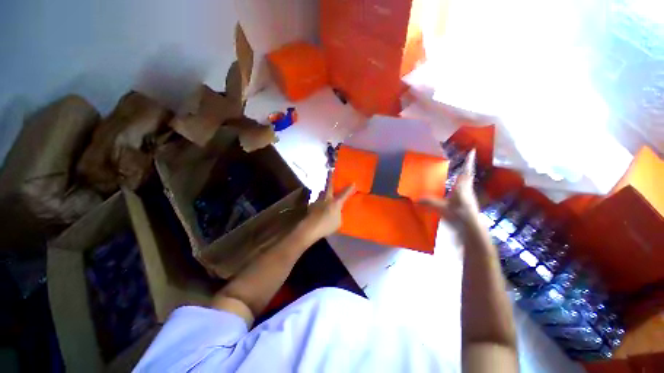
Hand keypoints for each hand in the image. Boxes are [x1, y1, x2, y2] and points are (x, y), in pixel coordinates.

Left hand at [301, 172, 355, 240]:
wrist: (310, 228)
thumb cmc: (327, 225)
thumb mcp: (338, 222)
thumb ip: (339, 215)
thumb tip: (337, 212)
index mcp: (336, 202)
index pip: (344, 193)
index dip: (349, 188)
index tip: (353, 183)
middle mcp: (327, 199)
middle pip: (329, 186)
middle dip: (330, 177)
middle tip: (330, 170)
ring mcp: (318, 201)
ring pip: (321, 192)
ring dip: (324, 191)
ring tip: (324, 191)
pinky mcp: (311, 205)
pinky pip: (317, 200)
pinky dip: (319, 201)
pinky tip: (319, 206)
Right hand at [421, 149, 480, 233]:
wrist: (472, 228)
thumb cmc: (459, 214)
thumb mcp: (441, 207)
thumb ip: (429, 202)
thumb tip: (415, 199)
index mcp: (462, 187)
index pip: (466, 171)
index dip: (469, 161)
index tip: (473, 151)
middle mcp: (467, 189)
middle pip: (468, 175)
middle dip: (467, 167)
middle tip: (467, 159)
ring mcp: (468, 196)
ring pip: (467, 182)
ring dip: (465, 176)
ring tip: (460, 172)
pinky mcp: (467, 203)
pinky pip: (465, 189)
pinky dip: (462, 185)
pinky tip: (456, 189)